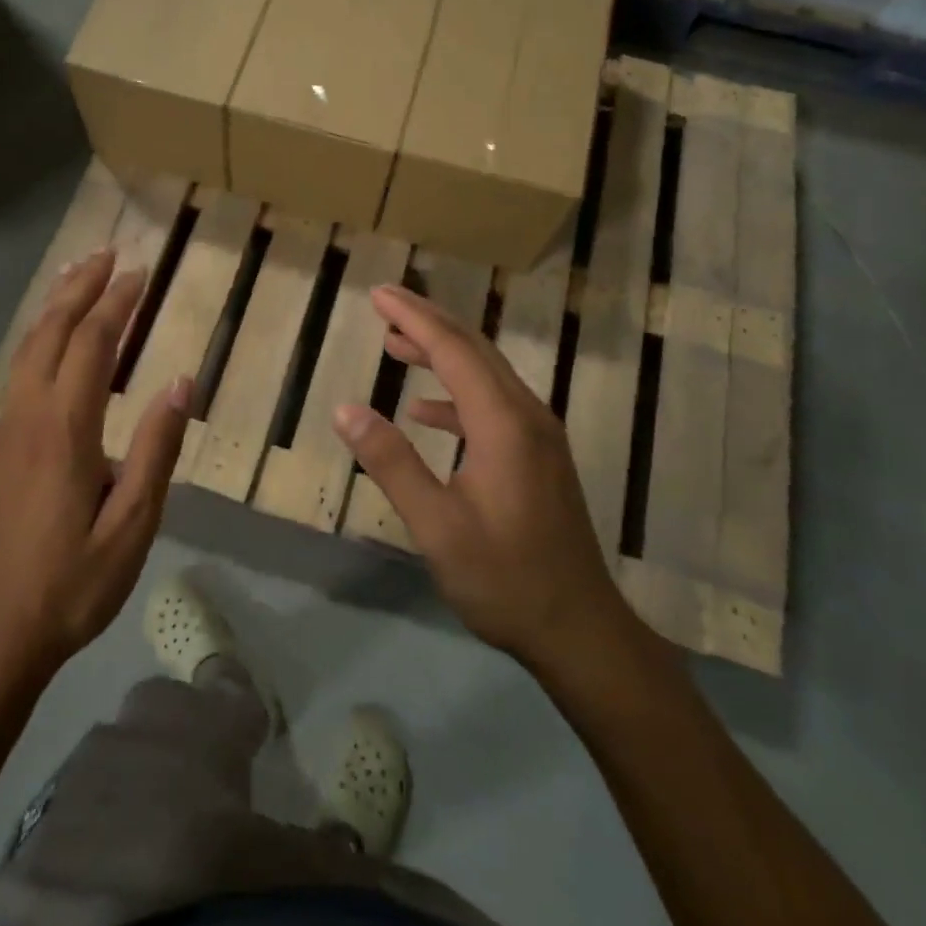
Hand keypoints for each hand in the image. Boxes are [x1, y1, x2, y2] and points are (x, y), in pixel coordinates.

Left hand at [0, 249, 190, 679]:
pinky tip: (50, 345)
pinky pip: (17, 375)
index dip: (116, 305)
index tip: (139, 273)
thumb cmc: (71, 584)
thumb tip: (179, 381)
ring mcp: (4, 432)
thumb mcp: (133, 526)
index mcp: (65, 430)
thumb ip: (156, 449)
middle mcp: (28, 417)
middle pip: (51, 334)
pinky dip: (38, 340)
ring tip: (76, 278)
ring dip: (54, 309)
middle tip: (106, 253)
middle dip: (80, 289)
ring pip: (26, 351)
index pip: (92, 346)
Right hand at [332, 284, 641, 674]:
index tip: (379, 294)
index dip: (413, 317)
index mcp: (504, 424)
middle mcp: (527, 415)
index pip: (453, 350)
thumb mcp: (436, 526)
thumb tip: (345, 409)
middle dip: (427, 322)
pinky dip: (455, 394)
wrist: (580, 631)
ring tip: (396, 344)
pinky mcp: (538, 456)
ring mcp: (538, 435)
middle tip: (383, 304)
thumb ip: (391, 463)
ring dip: (440, 353)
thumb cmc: (504, 580)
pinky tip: (424, 410)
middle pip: (473, 350)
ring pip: (485, 373)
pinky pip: (492, 404)